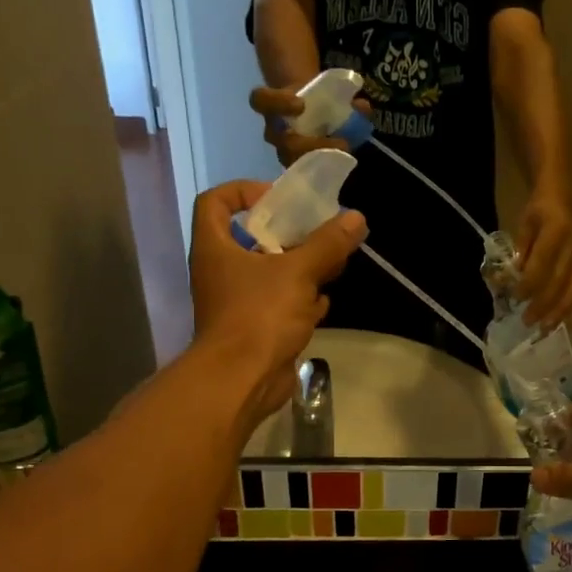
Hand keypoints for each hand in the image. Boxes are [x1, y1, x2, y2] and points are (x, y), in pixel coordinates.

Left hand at [188, 180, 366, 423]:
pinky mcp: (254, 329)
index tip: (278, 198)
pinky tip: (323, 303)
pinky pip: (278, 304)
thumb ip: (327, 244)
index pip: (215, 202)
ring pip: (270, 273)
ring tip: (331, 264)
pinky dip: (300, 301)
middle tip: (319, 231)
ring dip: (300, 268)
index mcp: (216, 247)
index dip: (243, 191)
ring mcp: (236, 302)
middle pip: (252, 238)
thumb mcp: (298, 272)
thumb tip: (356, 217)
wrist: (242, 380)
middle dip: (288, 234)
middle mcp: (221, 271)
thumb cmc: (260, 315)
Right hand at [249, 84, 373, 166]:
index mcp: (273, 107)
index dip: (278, 103)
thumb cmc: (314, 100)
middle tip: (340, 142)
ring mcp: (284, 152)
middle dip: (309, 144)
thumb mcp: (327, 92)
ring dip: (320, 160)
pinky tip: (342, 165)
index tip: (301, 104)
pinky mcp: (296, 167)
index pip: (261, 100)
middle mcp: (274, 132)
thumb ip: (345, 98)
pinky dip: (325, 170)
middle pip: (281, 141)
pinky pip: (305, 174)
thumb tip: (362, 107)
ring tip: (344, 155)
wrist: (308, 112)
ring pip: (292, 161)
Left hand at [516, 190, 571, 327]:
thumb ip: (519, 250)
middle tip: (527, 321)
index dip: (530, 283)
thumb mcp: (523, 225)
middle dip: (543, 305)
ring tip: (544, 329)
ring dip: (560, 313)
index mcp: (557, 230)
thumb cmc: (537, 213)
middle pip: (559, 282)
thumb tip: (510, 278)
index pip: (543, 262)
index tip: (516, 298)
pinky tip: (570, 324)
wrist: (561, 200)